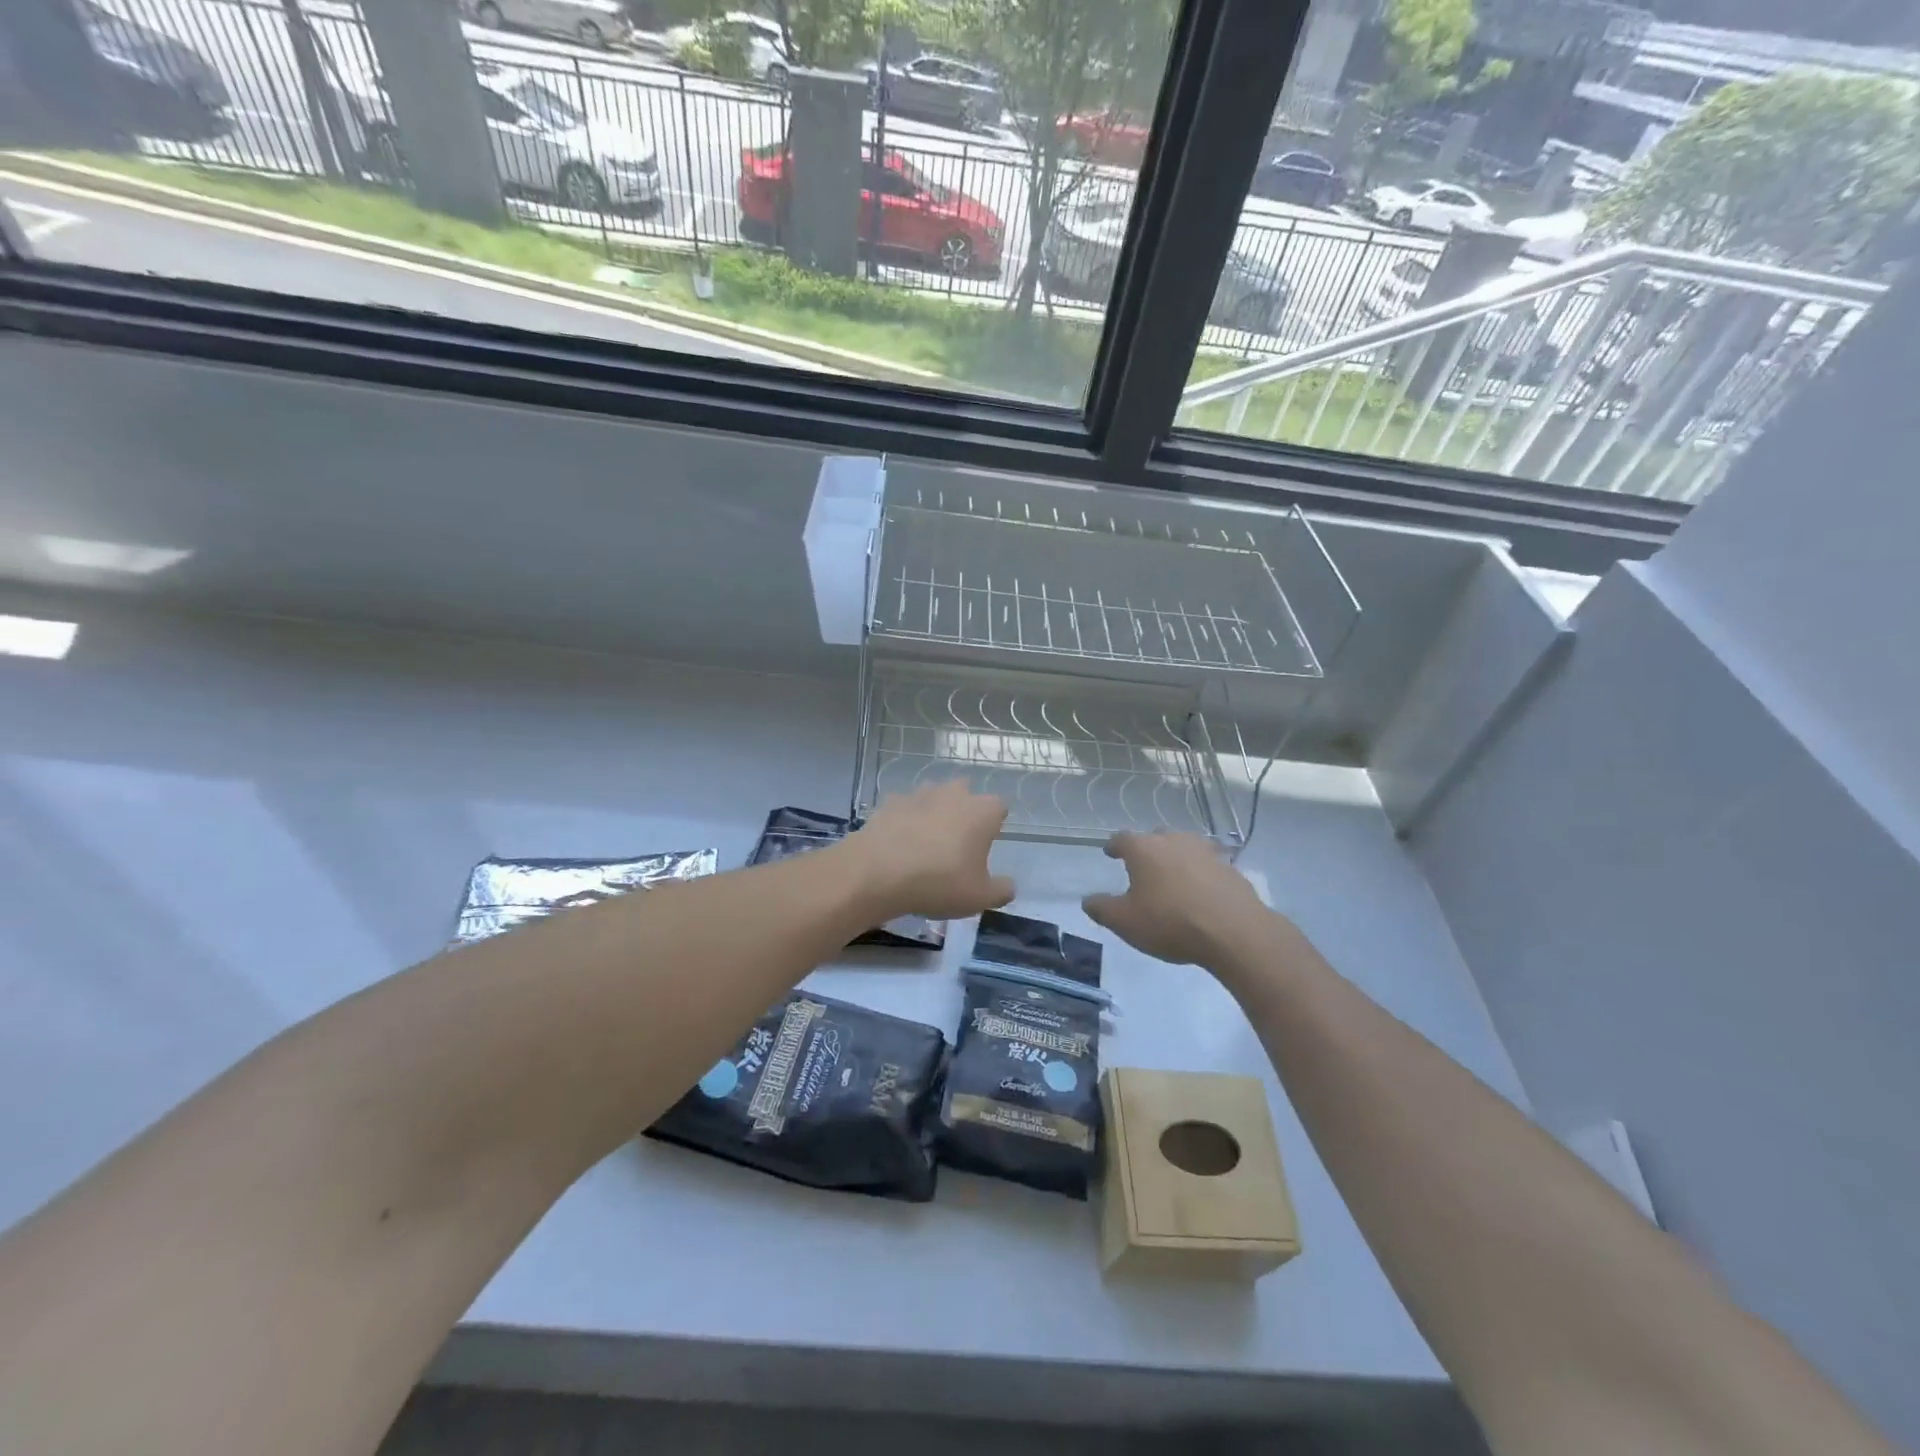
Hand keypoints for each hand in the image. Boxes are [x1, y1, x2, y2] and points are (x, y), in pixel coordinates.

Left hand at [842, 782, 1014, 920]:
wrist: (879, 872)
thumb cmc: (940, 882)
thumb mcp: (979, 898)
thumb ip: (1001, 891)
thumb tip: (1009, 886)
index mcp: (982, 812)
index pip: (999, 806)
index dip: (995, 822)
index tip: (987, 842)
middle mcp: (954, 794)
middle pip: (965, 792)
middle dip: (964, 809)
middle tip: (957, 840)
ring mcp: (919, 794)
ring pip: (933, 795)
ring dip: (933, 810)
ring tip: (926, 840)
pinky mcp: (890, 802)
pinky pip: (904, 806)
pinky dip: (904, 818)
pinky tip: (898, 841)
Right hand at [1082, 831, 1270, 966]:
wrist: (1234, 931)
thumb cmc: (1170, 922)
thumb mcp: (1125, 922)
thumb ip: (1102, 909)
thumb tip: (1088, 900)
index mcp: (1144, 849)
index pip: (1122, 839)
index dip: (1114, 846)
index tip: (1110, 853)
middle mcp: (1174, 841)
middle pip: (1156, 837)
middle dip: (1147, 849)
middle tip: (1142, 866)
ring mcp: (1205, 851)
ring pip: (1184, 846)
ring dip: (1176, 857)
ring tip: (1172, 875)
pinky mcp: (1230, 867)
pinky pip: (1208, 864)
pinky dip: (1200, 872)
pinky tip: (1200, 890)